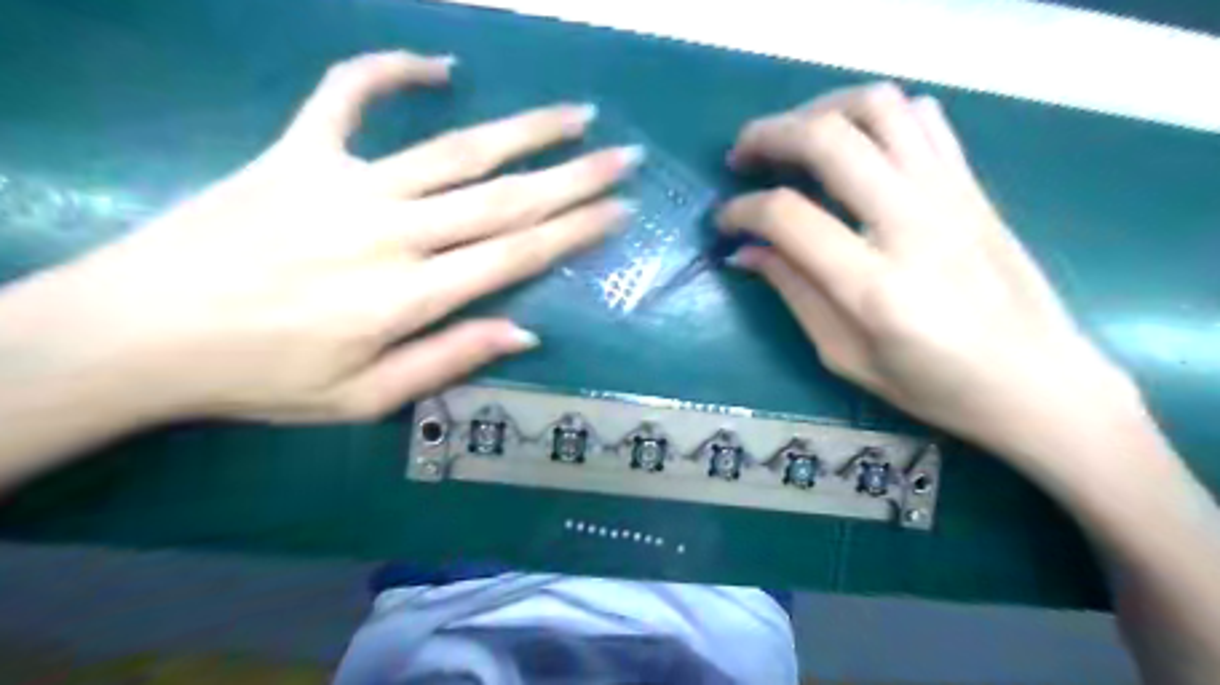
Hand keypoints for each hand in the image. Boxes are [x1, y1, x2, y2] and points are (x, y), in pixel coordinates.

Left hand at [1, 52, 641, 425]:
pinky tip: (438, 65)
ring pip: (455, 149)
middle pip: (503, 198)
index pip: (515, 255)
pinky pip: (348, 94)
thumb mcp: (363, 399)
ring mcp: (345, 183)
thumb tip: (523, 333)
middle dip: (575, 177)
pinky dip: (391, 70)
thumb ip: (448, 361)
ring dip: (524, 130)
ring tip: (576, 114)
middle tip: (625, 156)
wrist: (138, 332)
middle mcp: (392, 232)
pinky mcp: (297, 153)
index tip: (619, 210)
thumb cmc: (261, 378)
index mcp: (409, 296)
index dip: (575, 231)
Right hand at [718, 82, 1139, 463]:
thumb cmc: (935, 387)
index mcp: (874, 285)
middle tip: (741, 157)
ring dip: (820, 110)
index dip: (741, 211)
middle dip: (768, 136)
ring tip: (793, 138)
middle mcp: (912, 224)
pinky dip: (877, 115)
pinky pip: (922, 119)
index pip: (787, 217)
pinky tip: (856, 145)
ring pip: (877, 107)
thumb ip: (794, 293)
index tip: (724, 222)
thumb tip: (745, 252)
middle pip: (828, 140)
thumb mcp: (846, 357)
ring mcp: (949, 196)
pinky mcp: (972, 186)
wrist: (1039, 382)